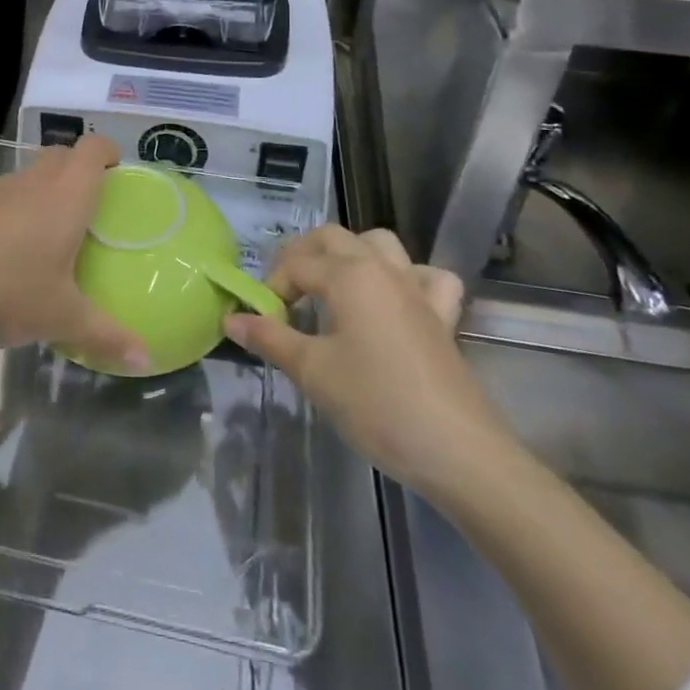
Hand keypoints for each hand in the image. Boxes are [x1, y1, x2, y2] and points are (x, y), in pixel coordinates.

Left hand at [0, 136, 149, 372]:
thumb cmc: (7, 289)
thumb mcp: (61, 318)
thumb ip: (105, 335)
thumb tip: (146, 359)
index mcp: (64, 197)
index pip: (92, 150)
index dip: (107, 152)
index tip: (114, 169)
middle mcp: (29, 183)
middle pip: (58, 156)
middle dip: (74, 170)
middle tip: (81, 207)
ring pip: (20, 179)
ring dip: (32, 196)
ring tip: (33, 240)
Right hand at [223, 226, 509, 492]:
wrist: (459, 451)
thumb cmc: (377, 405)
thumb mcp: (313, 372)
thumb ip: (270, 338)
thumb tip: (231, 318)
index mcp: (349, 274)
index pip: (295, 265)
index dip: (271, 290)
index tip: (262, 323)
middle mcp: (382, 268)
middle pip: (332, 238)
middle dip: (301, 257)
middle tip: (286, 296)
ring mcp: (417, 288)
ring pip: (378, 244)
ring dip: (350, 255)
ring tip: (332, 288)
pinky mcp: (443, 315)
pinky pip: (426, 276)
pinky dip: (408, 278)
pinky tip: (395, 301)